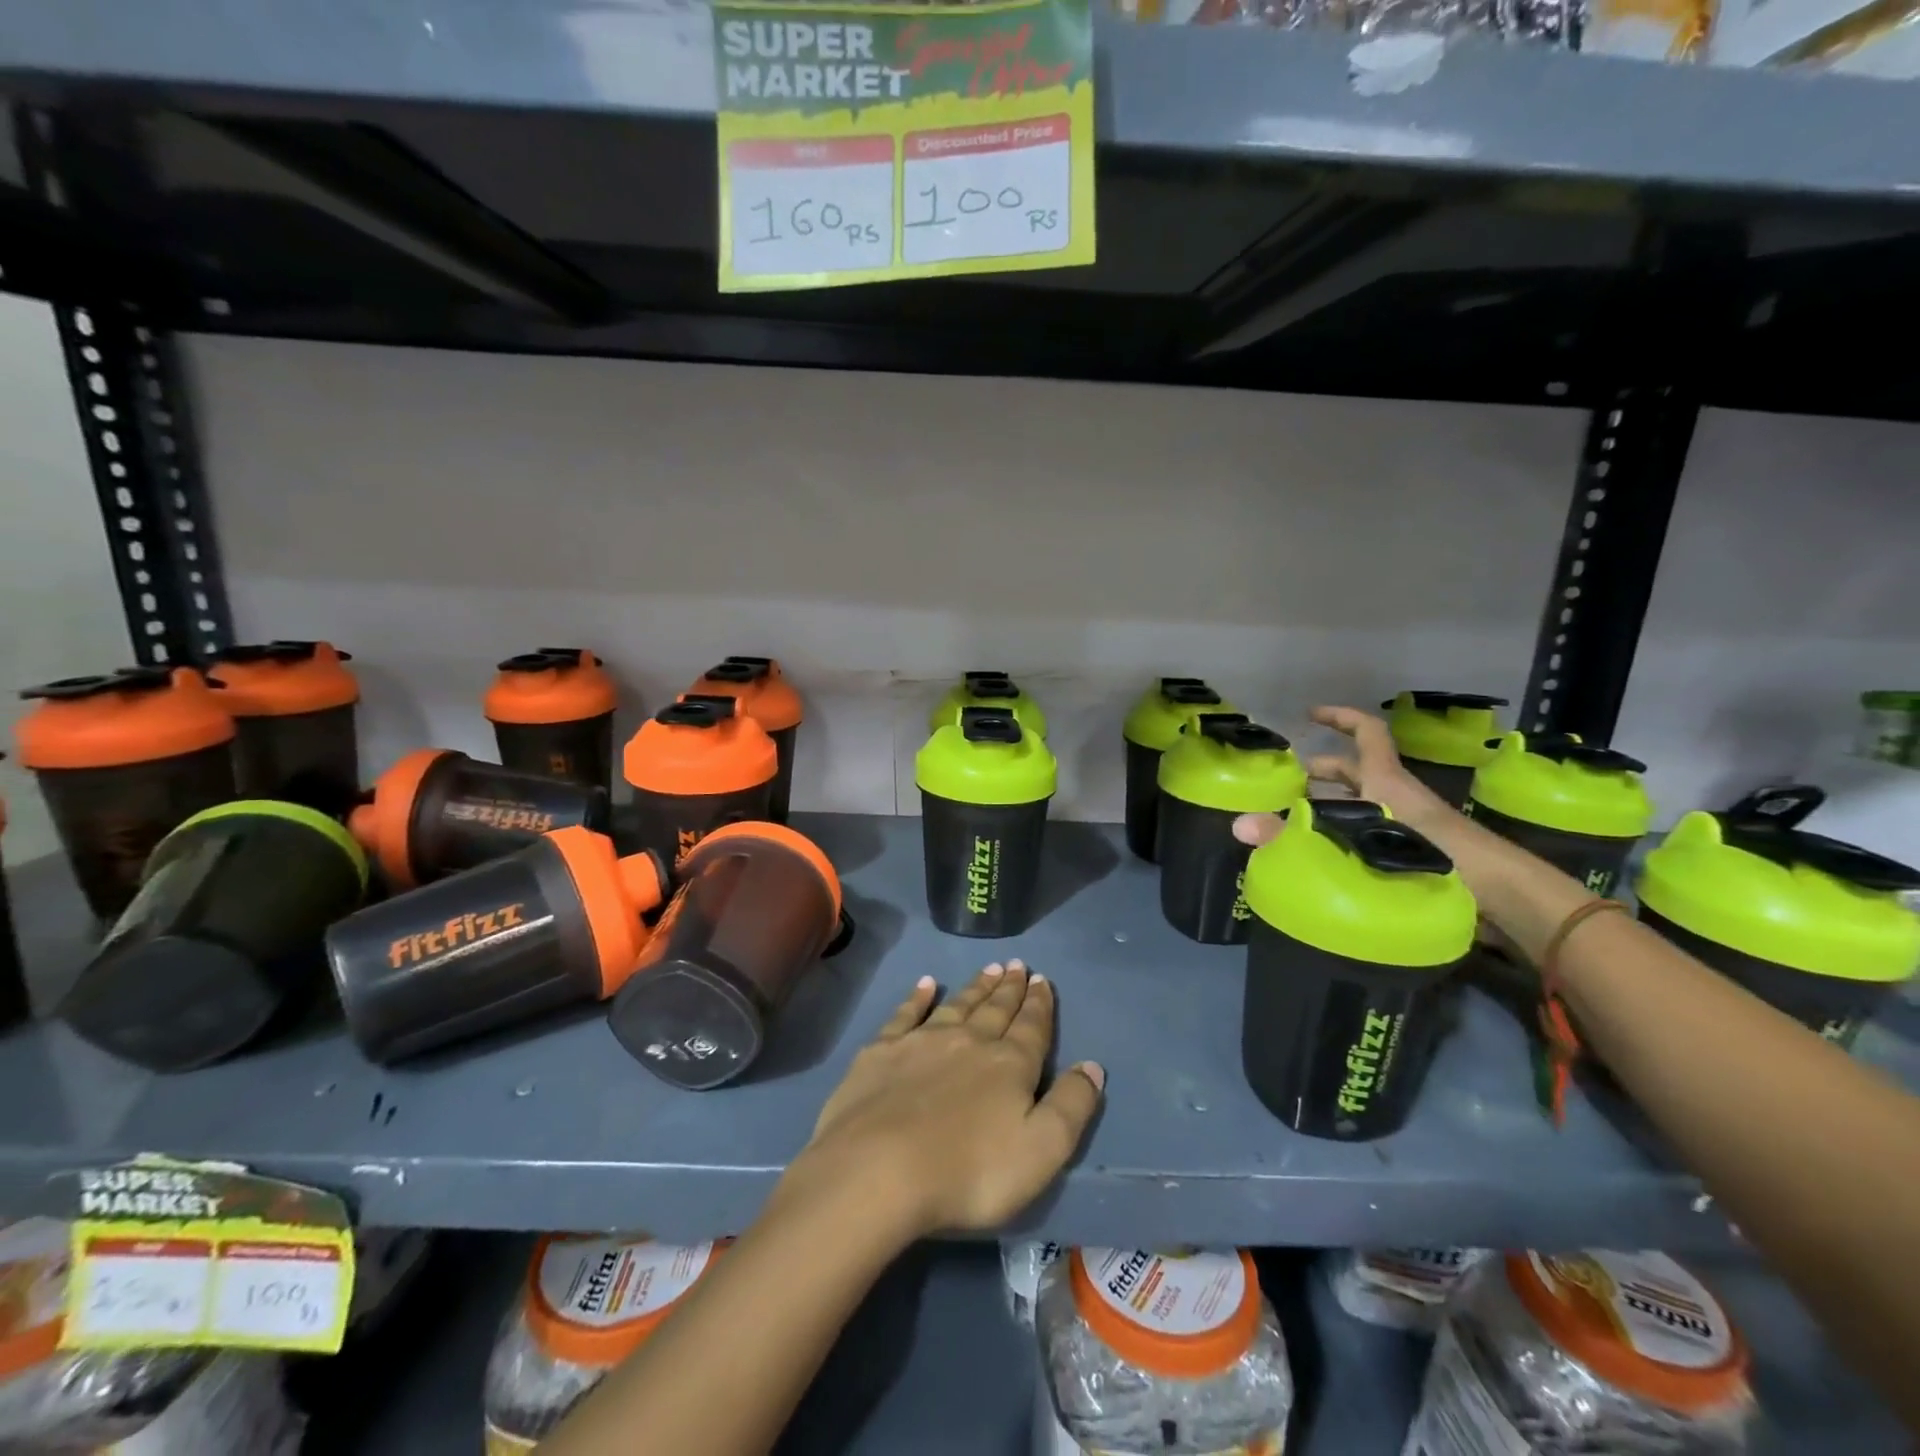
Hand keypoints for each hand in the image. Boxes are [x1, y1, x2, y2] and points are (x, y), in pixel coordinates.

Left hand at [783, 962, 1103, 1241]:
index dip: (1040, 1005)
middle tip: (1018, 965)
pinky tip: (926, 983)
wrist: (878, 1170)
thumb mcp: (1041, 1151)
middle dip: (1010, 988)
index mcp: (1009, 1065)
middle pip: (995, 1009)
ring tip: (990, 968)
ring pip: (958, 1005)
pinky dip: (918, 996)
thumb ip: (1071, 1106)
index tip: (1043, 980)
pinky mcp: (882, 1051)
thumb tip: (1093, 1065)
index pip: (1032, 1028)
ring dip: (976, 987)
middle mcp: (969, 1041)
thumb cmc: (969, 1171)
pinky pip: (906, 1013)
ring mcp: (922, 1042)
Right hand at [1234, 704, 1449, 848]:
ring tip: (1300, 820)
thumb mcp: (1359, 836)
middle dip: (1322, 771)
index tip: (1310, 716)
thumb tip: (1239, 827)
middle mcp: (1395, 793)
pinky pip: (1373, 828)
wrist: (1497, 893)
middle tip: (1287, 785)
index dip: (1339, 717)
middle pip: (1357, 770)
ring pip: (1363, 802)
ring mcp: (1407, 821)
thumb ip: (1297, 834)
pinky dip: (1349, 831)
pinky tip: (1329, 853)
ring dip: (1333, 804)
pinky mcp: (1414, 849)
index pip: (1366, 731)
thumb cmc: (1432, 851)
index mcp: (1385, 778)